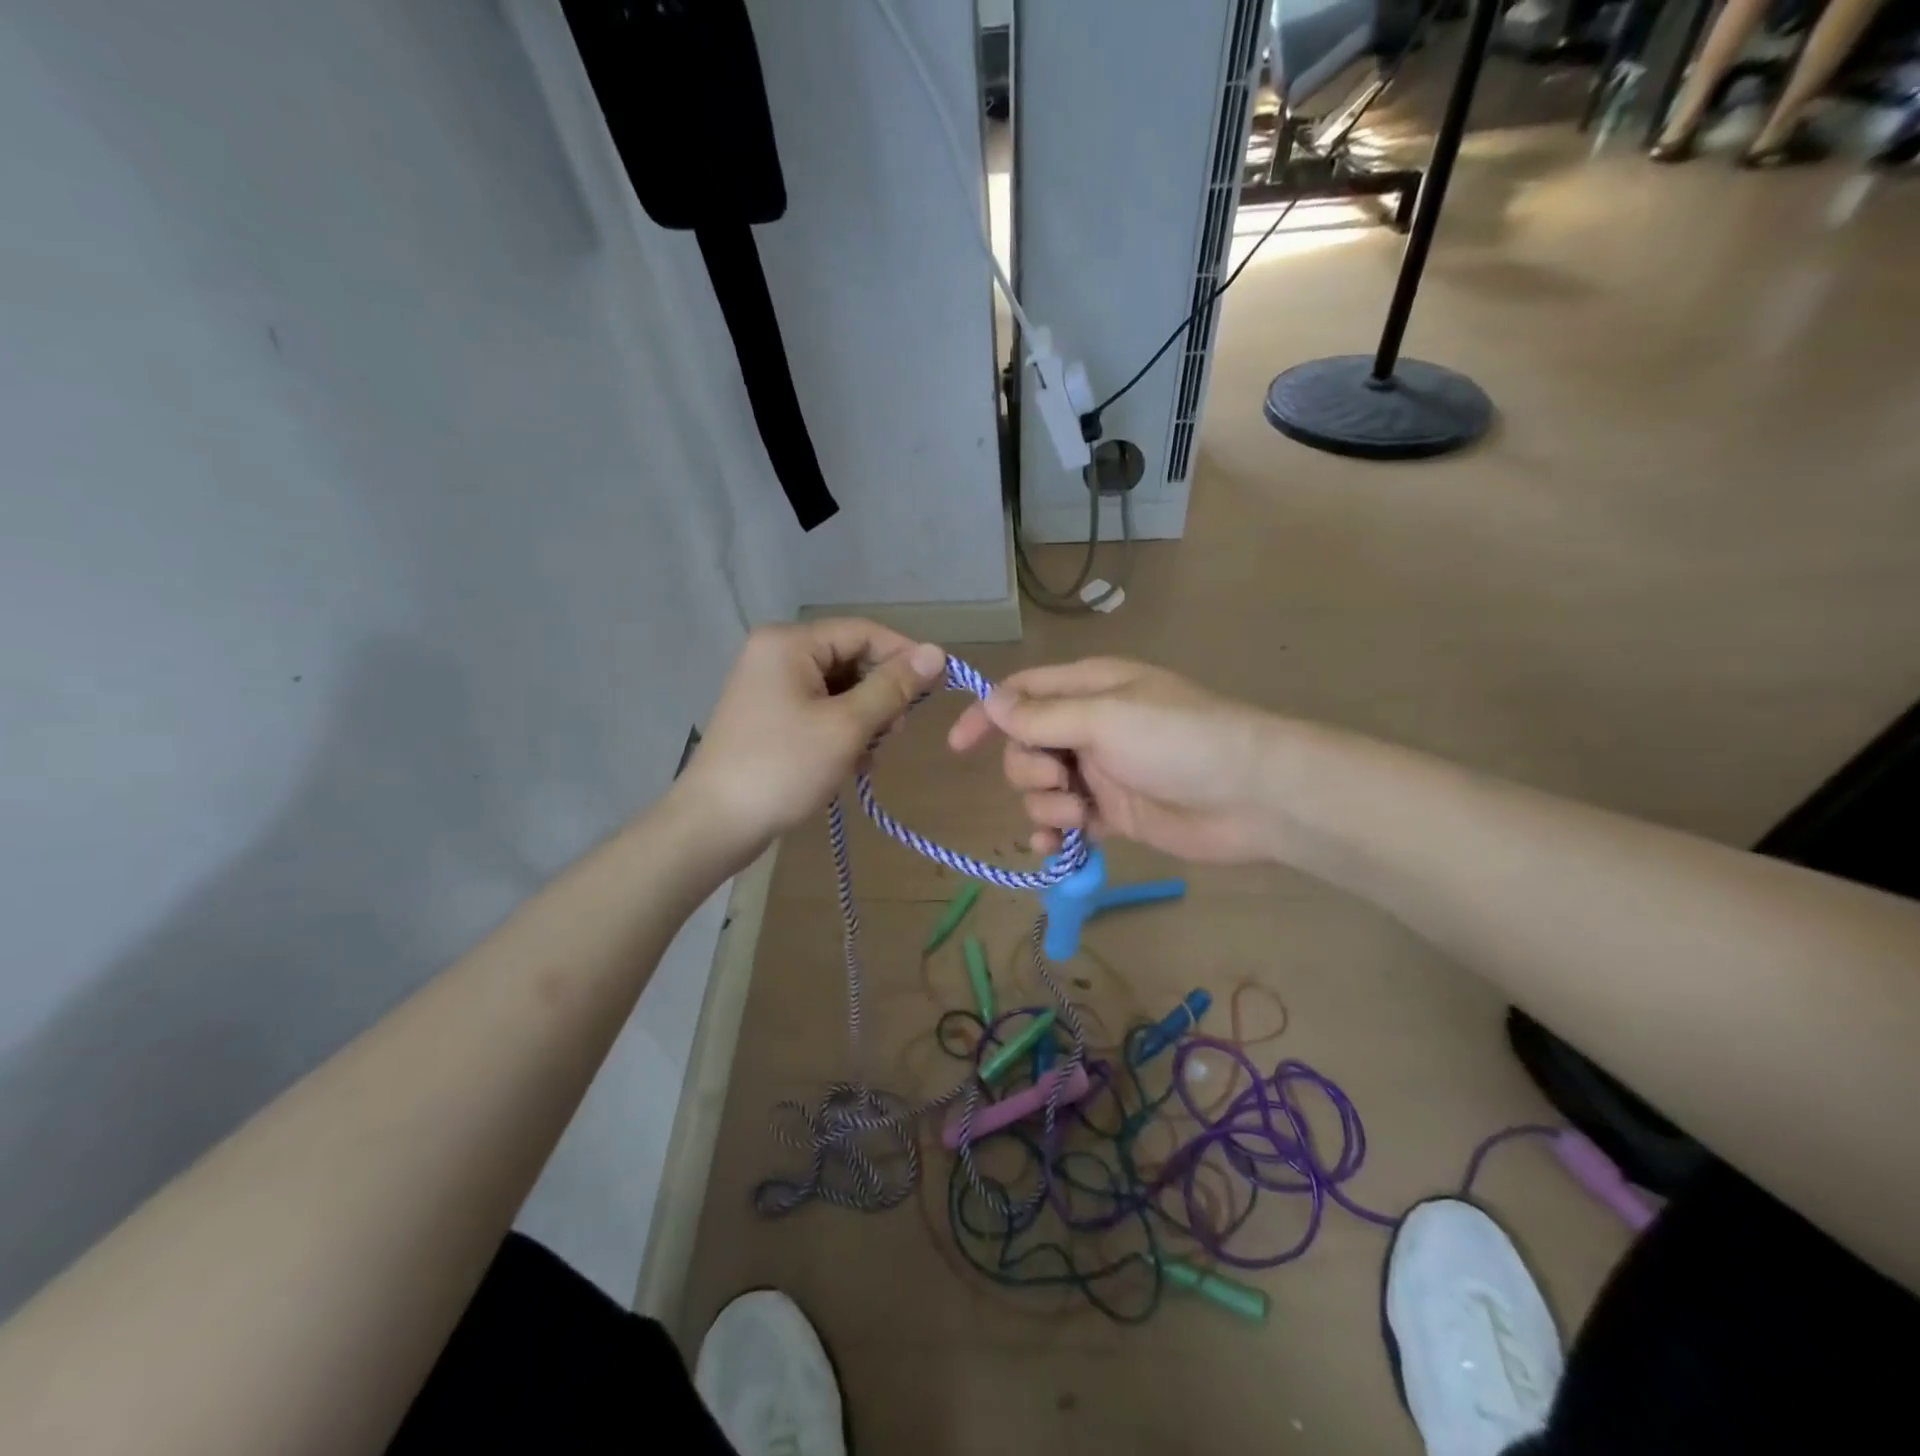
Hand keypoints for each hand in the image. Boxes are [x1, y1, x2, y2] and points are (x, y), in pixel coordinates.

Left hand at [677, 620, 947, 856]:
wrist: (714, 824)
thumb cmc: (783, 768)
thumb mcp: (846, 726)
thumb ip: (893, 687)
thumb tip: (937, 652)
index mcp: (790, 643)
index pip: (864, 632)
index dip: (903, 657)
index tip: (934, 691)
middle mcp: (777, 654)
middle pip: (851, 660)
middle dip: (880, 696)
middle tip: (892, 734)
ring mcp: (770, 686)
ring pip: (840, 689)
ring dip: (863, 720)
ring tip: (867, 756)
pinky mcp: (770, 716)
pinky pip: (820, 710)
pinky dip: (841, 732)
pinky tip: (849, 764)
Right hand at [947, 658, 1279, 864]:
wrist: (1251, 796)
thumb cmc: (1178, 741)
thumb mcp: (1105, 718)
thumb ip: (1043, 716)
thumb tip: (990, 702)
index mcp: (1089, 689)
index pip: (1021, 693)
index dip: (987, 715)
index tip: (958, 747)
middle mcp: (1089, 727)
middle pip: (1025, 746)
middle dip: (1028, 769)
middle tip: (1060, 781)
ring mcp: (1101, 772)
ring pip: (1041, 788)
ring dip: (1046, 804)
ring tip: (1079, 815)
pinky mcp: (1113, 813)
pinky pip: (1065, 822)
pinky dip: (1053, 834)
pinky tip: (1053, 848)